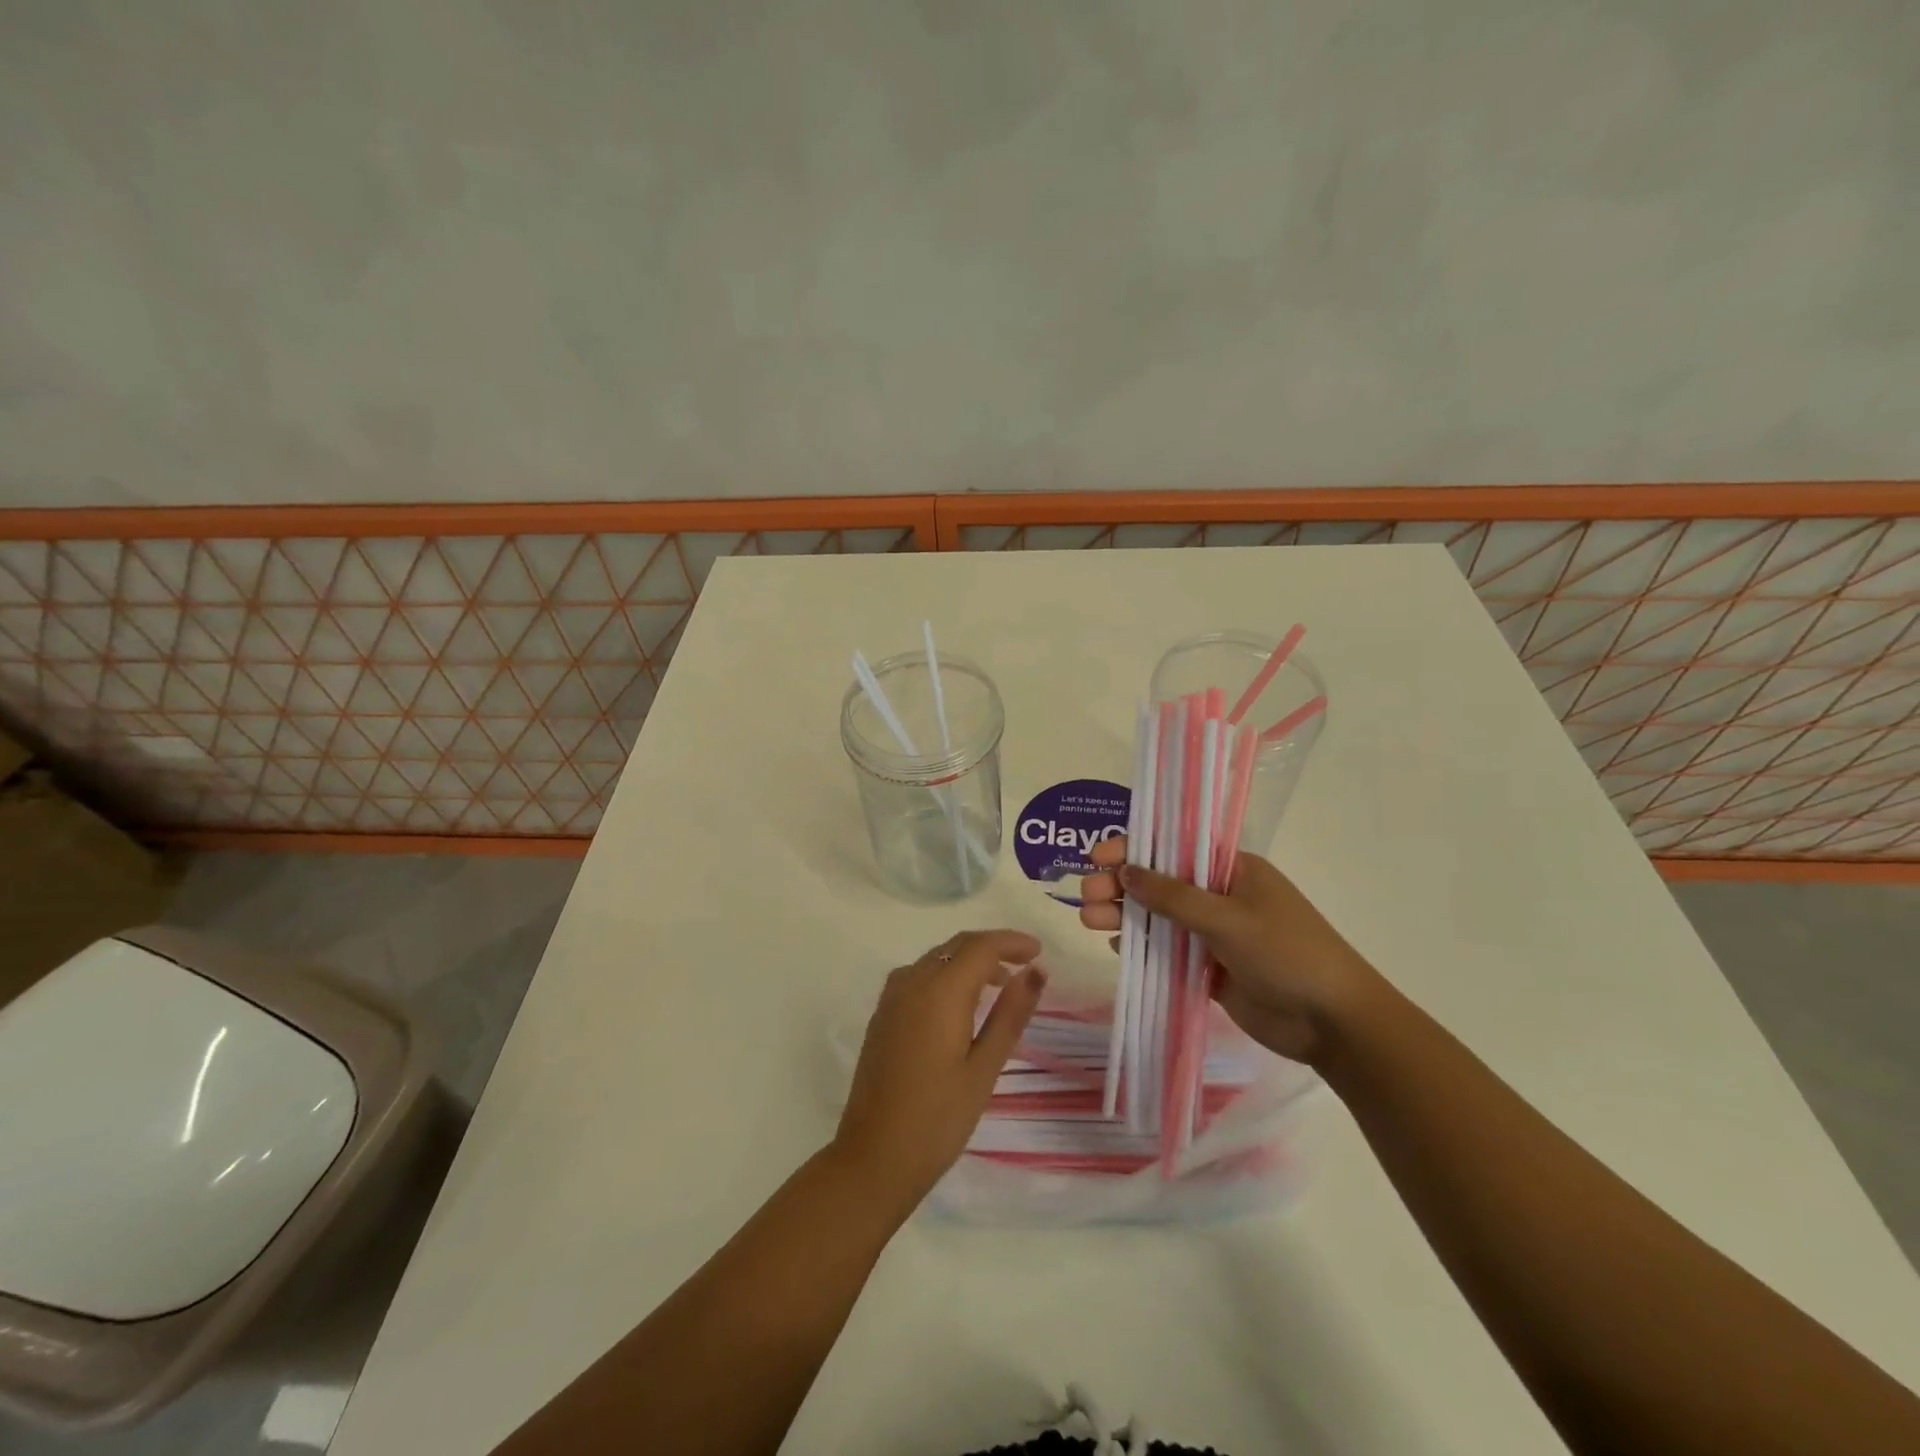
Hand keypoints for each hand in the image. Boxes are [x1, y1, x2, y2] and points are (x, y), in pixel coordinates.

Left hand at [833, 929, 1045, 1214]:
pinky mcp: (882, 1015)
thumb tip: (1036, 971)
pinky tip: (960, 1003)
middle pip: (956, 946)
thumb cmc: (938, 1118)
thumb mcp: (984, 1068)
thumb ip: (1010, 1014)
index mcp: (940, 991)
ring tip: (999, 983)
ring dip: (968, 960)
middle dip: (992, 947)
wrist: (874, 1157)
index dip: (1012, 942)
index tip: (1039, 951)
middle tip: (1025, 963)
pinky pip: (918, 976)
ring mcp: (891, 998)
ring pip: (936, 959)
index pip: (980, 947)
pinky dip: (945, 974)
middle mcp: (912, 982)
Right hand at [1079, 837, 1380, 1064]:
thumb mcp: (1228, 918)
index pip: (1175, 848)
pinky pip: (1169, 952)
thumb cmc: (1287, 953)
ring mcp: (1215, 934)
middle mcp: (1220, 896)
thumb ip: (1173, 896)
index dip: (1134, 848)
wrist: (1334, 1022)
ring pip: (1160, 918)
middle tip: (1086, 896)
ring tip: (1090, 921)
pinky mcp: (1210, 969)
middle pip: (1160, 883)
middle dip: (1122, 886)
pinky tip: (1117, 948)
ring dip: (1126, 917)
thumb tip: (1125, 872)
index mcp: (1233, 870)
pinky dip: (1143, 948)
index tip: (1098, 858)